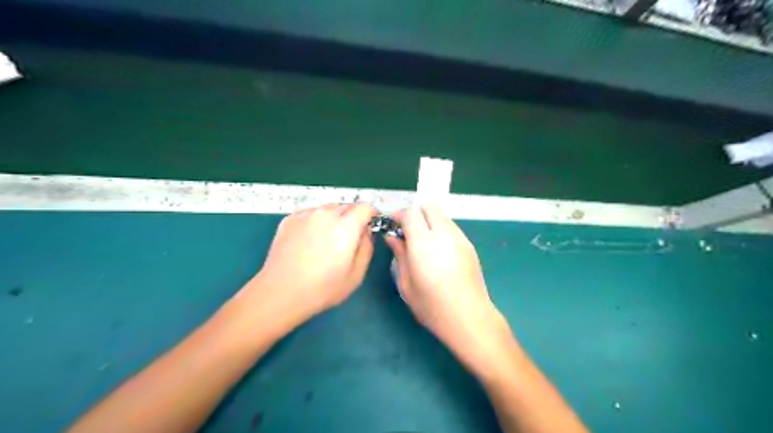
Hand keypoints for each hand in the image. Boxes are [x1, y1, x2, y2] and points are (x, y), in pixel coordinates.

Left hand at [244, 205, 377, 321]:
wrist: (280, 292)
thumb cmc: (323, 288)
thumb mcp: (356, 274)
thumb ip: (367, 248)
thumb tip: (366, 232)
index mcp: (346, 226)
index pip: (365, 207)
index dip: (371, 215)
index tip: (370, 226)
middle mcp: (326, 213)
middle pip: (347, 206)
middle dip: (353, 218)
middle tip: (349, 238)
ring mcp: (305, 214)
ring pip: (328, 209)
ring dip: (334, 219)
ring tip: (327, 240)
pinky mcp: (289, 219)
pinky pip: (310, 214)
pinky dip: (316, 222)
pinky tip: (309, 241)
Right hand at [385, 207, 511, 371]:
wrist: (470, 318)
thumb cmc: (432, 306)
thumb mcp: (406, 283)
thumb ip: (399, 254)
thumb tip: (392, 236)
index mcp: (424, 243)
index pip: (411, 213)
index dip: (398, 215)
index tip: (391, 226)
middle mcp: (444, 234)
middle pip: (428, 207)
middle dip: (414, 214)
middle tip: (405, 233)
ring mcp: (460, 238)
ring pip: (441, 216)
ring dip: (428, 221)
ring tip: (421, 243)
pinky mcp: (469, 245)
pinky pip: (451, 227)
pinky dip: (439, 229)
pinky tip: (437, 251)